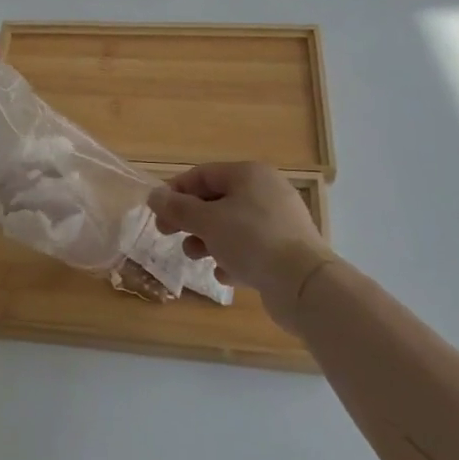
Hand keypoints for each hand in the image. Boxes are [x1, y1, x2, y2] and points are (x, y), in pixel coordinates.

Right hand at [149, 163, 335, 325]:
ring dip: (208, 241)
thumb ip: (178, 208)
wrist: (304, 285)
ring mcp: (279, 222)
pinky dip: (234, 258)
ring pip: (232, 226)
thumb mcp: (207, 221)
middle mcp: (266, 192)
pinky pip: (251, 248)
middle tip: (168, 234)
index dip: (175, 191)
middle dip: (190, 219)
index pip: (202, 174)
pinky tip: (226, 275)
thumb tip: (154, 196)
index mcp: (249, 174)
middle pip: (217, 200)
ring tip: (197, 258)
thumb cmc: (251, 240)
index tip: (157, 212)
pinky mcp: (286, 250)